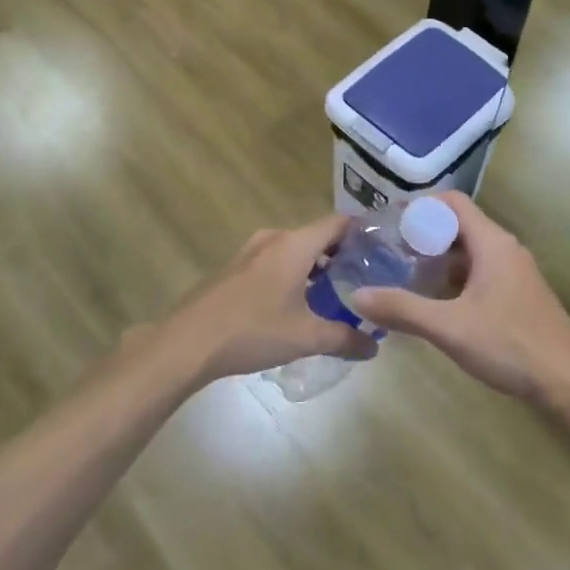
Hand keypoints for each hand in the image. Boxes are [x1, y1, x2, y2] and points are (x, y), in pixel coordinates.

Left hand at [157, 216, 376, 385]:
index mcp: (294, 245)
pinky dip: (290, 274)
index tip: (382, 250)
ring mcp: (248, 253)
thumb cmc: (253, 331)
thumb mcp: (306, 338)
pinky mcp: (232, 269)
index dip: (361, 232)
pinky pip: (272, 262)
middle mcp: (272, 239)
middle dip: (340, 255)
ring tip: (332, 294)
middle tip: (362, 279)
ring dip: (313, 267)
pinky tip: (294, 304)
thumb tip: (374, 346)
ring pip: (292, 250)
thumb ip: (345, 339)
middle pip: (316, 236)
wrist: (187, 343)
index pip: (337, 223)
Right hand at [346, 193, 569, 406]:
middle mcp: (506, 249)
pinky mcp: (520, 295)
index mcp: (493, 244)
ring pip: (471, 252)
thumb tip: (357, 296)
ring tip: (405, 276)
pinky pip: (482, 272)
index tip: (388, 224)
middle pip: (460, 226)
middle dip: (424, 236)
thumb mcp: (449, 327)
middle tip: (389, 254)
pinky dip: (456, 279)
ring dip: (439, 260)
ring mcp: (516, 273)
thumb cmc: (510, 345)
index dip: (419, 207)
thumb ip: (403, 309)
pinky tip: (437, 303)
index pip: (453, 203)